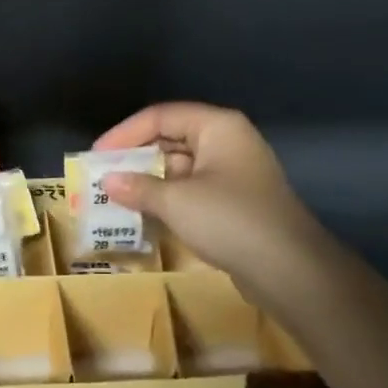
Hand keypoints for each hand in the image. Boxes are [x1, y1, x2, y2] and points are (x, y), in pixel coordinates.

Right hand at [93, 103, 325, 307]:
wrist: (290, 271)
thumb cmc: (230, 220)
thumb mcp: (176, 202)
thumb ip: (138, 187)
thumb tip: (107, 181)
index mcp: (217, 126)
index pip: (161, 116)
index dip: (124, 133)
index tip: (97, 156)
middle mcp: (227, 141)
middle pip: (171, 138)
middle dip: (136, 157)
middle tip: (103, 175)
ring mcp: (234, 172)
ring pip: (181, 166)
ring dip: (150, 180)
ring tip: (117, 195)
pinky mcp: (236, 202)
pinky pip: (193, 189)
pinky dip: (168, 198)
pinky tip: (145, 213)